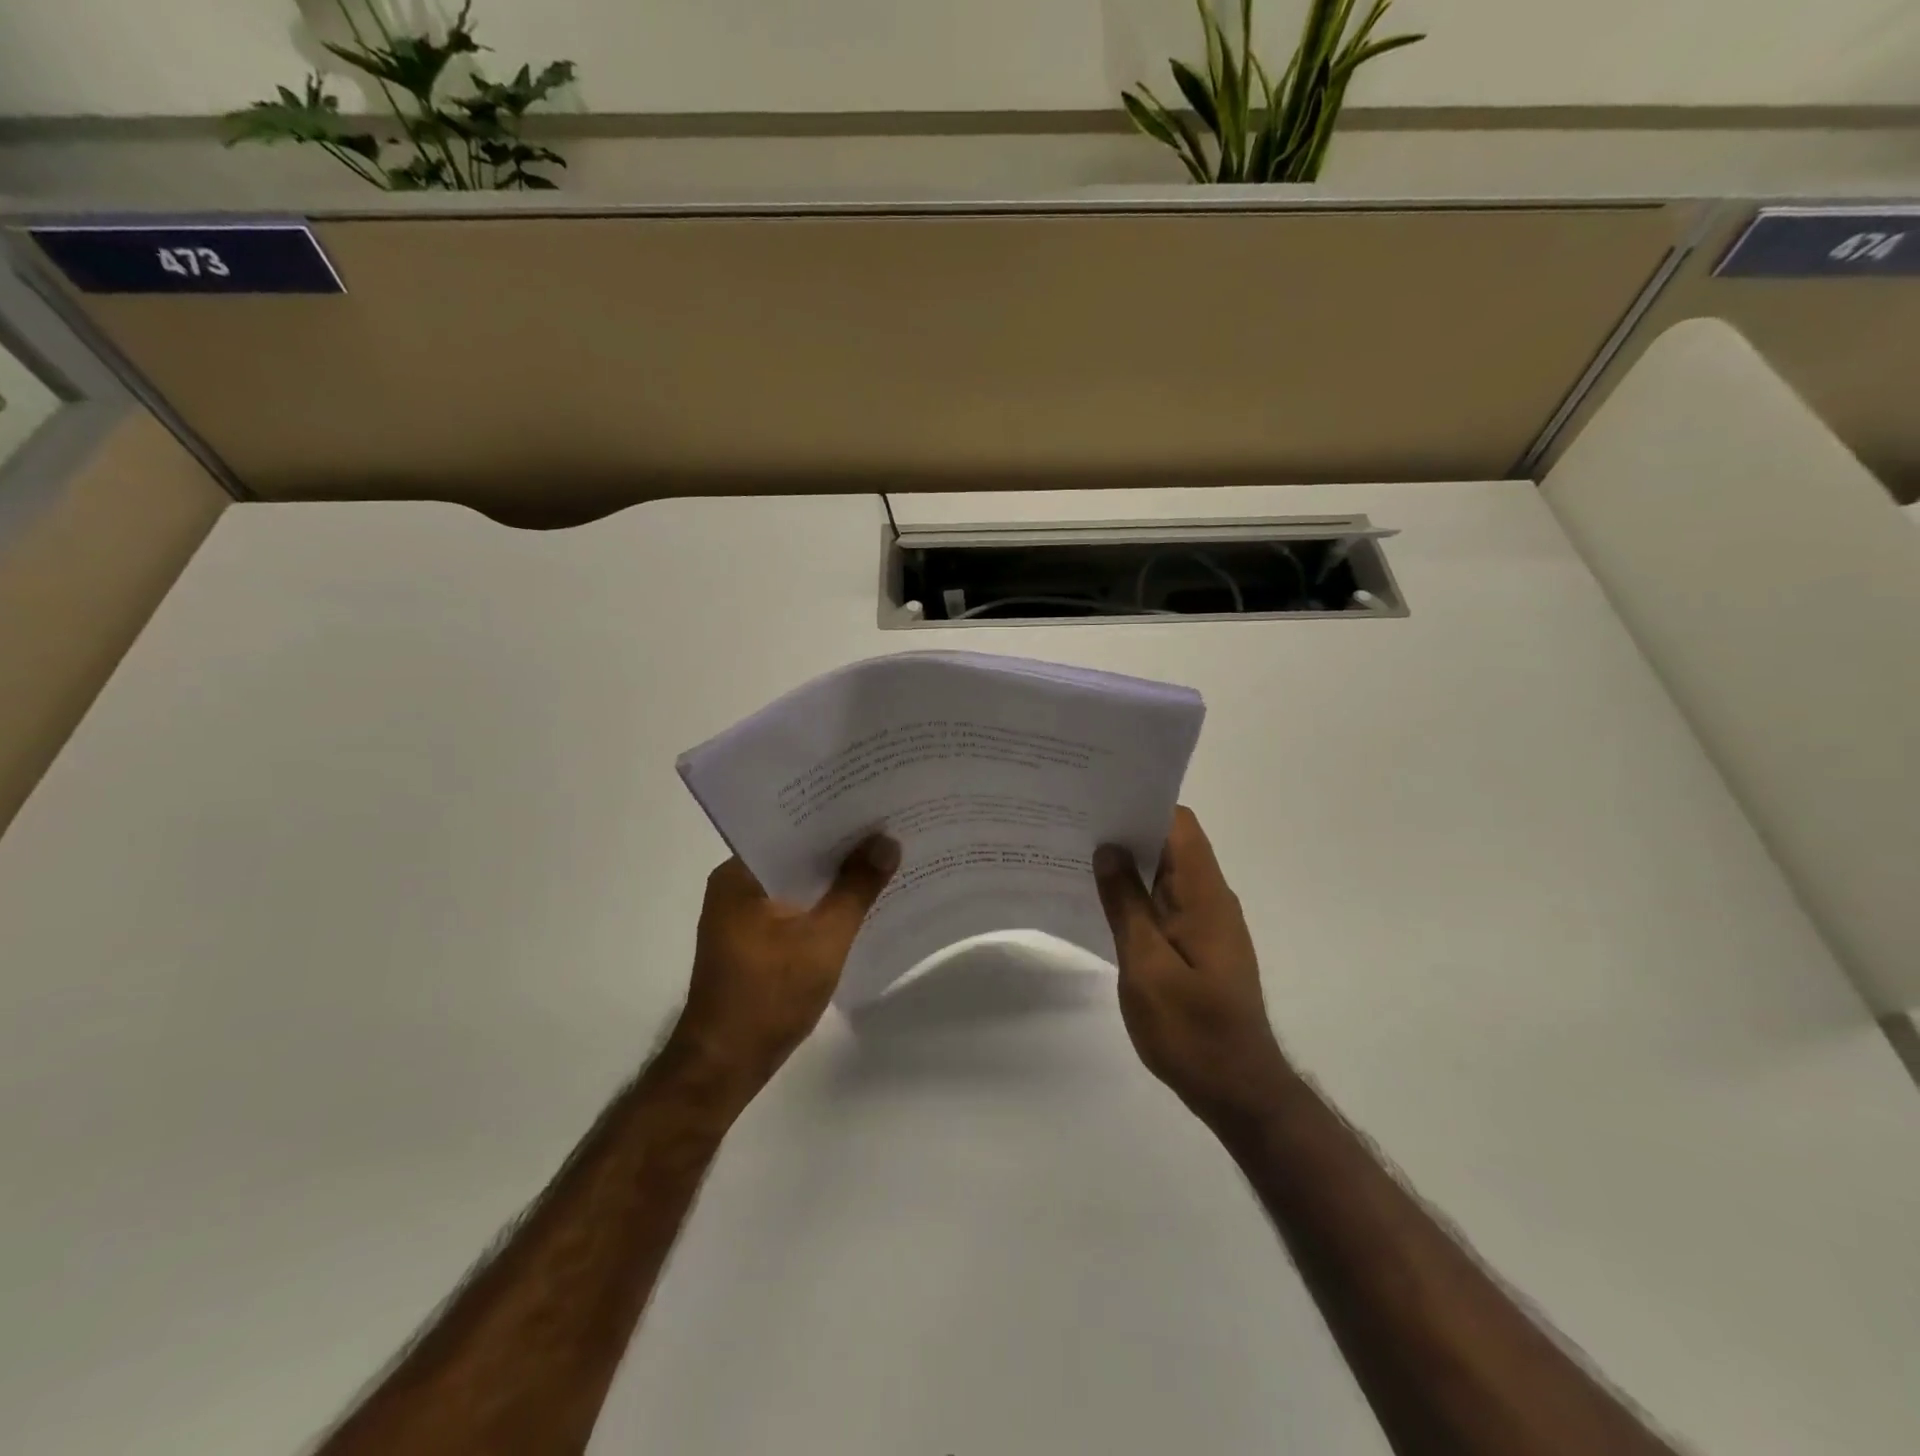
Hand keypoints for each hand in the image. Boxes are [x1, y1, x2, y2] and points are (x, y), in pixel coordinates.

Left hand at [674, 836, 899, 1092]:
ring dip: (832, 877)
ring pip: (796, 881)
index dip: (833, 815)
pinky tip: (857, 903)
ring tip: (881, 858)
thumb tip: (887, 841)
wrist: (724, 1066)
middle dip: (839, 846)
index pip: (791, 827)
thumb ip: (857, 888)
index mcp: (740, 874)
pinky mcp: (752, 939)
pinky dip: (821, 903)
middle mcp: (735, 885)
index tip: (872, 804)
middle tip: (888, 827)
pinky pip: (793, 906)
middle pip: (795, 853)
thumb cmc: (769, 996)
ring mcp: (741, 914)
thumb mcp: (824, 939)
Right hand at [1094, 807, 1289, 1123]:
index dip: (1142, 806)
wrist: (1237, 1089)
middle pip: (1172, 845)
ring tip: (1079, 857)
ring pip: (1167, 875)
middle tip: (1075, 827)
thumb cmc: (1191, 1030)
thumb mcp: (1146, 966)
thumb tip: (1109, 851)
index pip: (1179, 825)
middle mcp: (1211, 899)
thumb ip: (1126, 905)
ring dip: (1130, 865)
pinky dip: (1137, 895)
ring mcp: (1207, 923)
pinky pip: (1166, 903)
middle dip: (1127, 832)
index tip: (1099, 803)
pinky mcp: (1199, 945)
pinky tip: (1103, 902)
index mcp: (1205, 895)